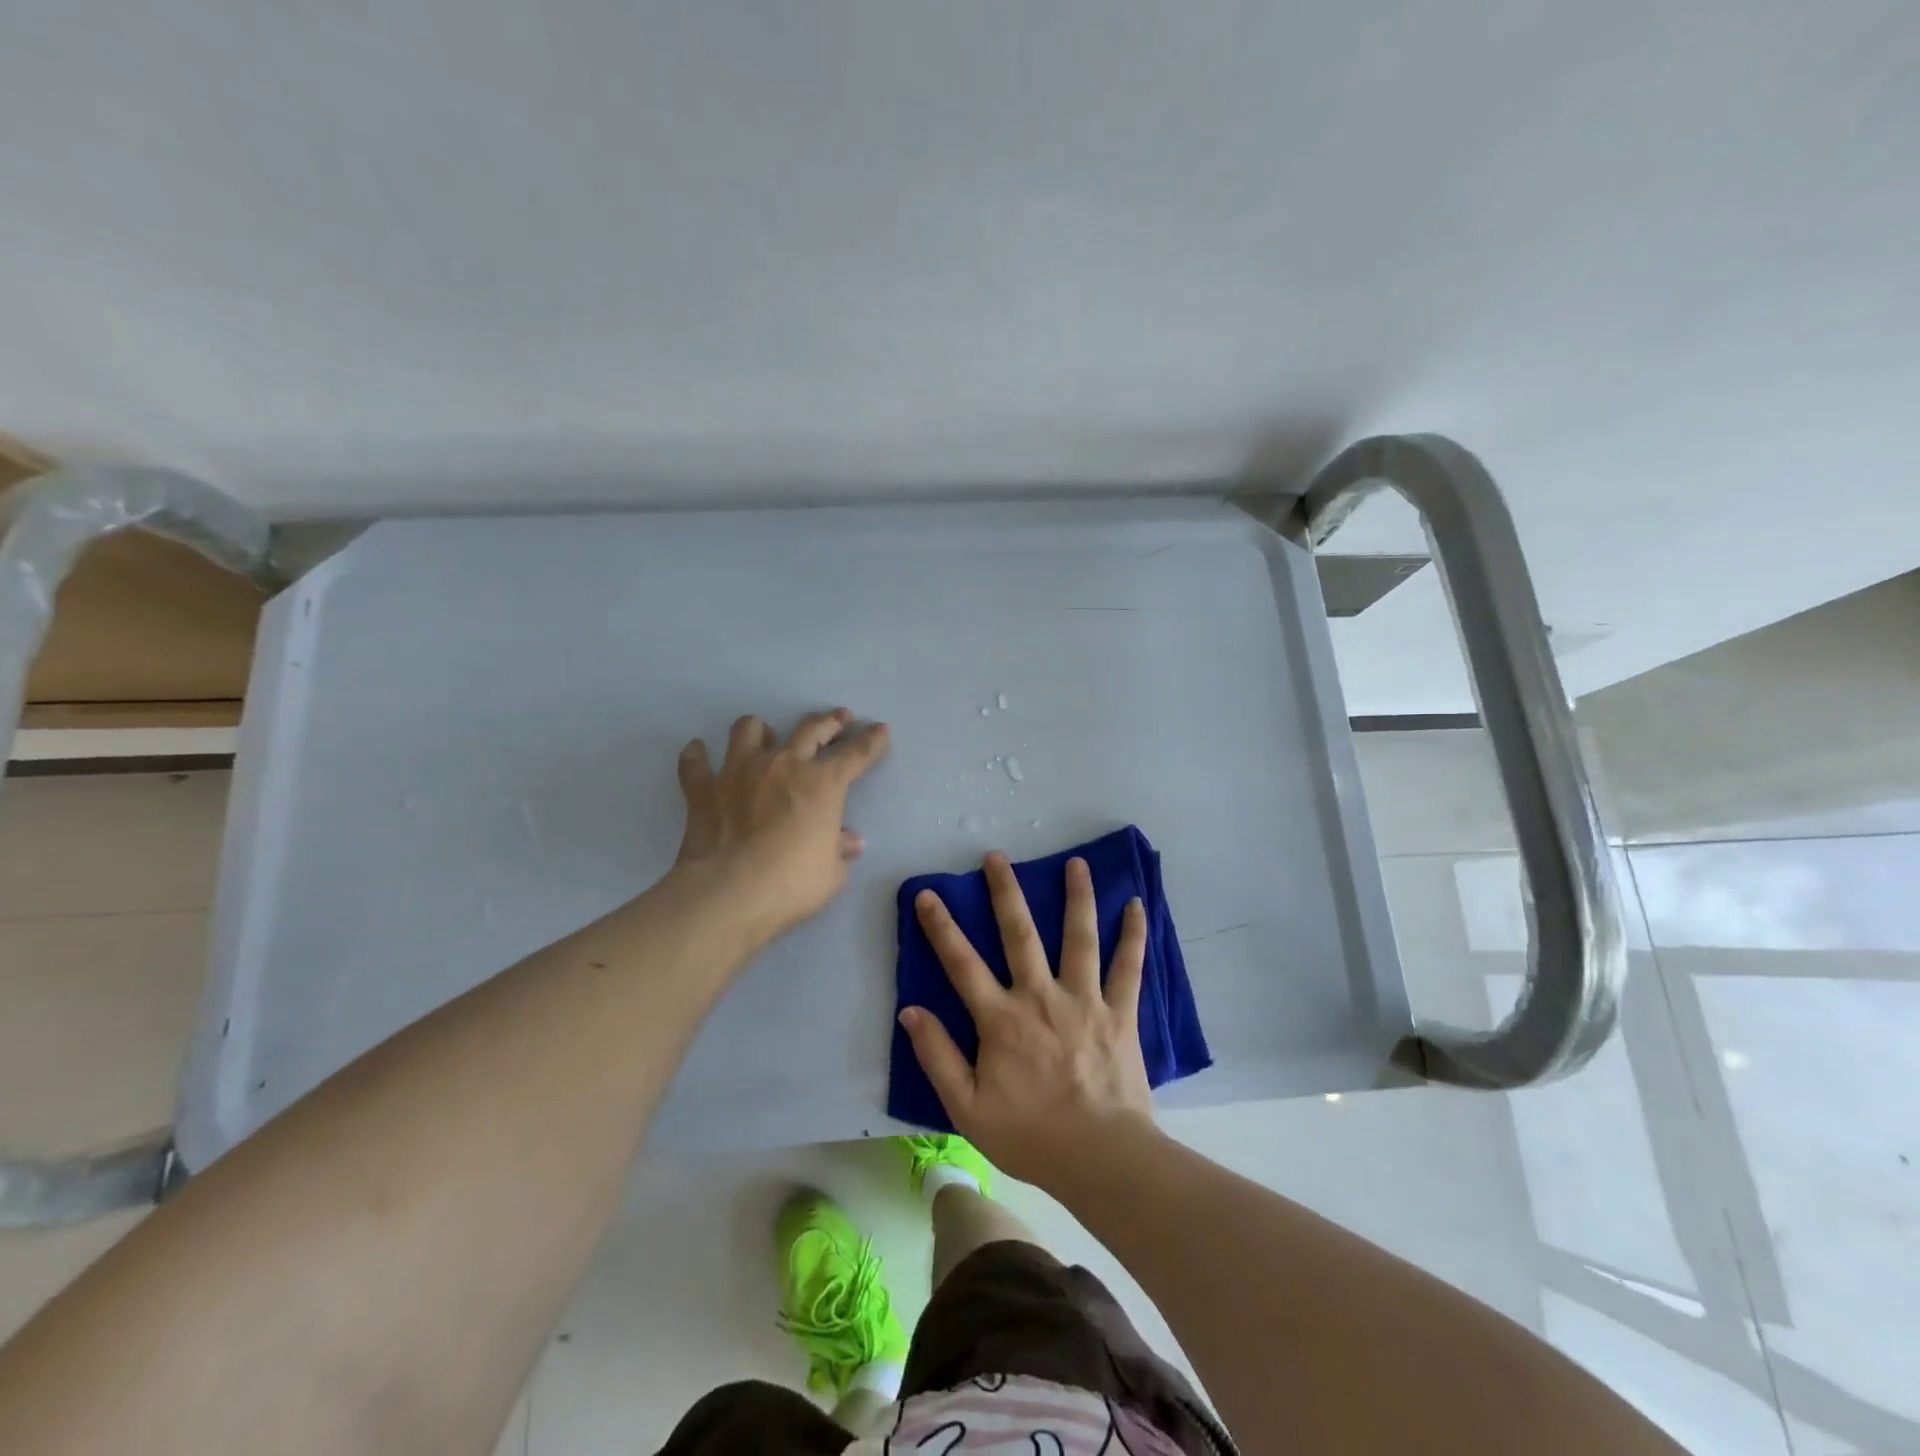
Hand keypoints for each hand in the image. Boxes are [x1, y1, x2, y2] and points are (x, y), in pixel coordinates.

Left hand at [673, 709, 889, 946]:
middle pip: (810, 730)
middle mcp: (783, 765)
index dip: (871, 741)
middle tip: (839, 718)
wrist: (728, 894)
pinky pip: (696, 764)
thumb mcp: (831, 873)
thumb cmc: (791, 884)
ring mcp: (740, 772)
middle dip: (829, 722)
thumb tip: (848, 841)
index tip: (880, 730)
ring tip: (764, 737)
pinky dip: (698, 757)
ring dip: (760, 731)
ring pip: (749, 729)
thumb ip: (839, 850)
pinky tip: (699, 754)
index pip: (856, 754)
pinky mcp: (704, 789)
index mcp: (823, 784)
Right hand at [899, 852, 1156, 1186]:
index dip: (941, 927)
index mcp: (1002, 1019)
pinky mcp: (1120, 1011)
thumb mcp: (967, 1108)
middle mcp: (1040, 996)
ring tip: (1077, 863)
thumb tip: (910, 1011)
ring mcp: (1084, 999)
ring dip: (1077, 896)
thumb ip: (937, 1057)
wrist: (1101, 1158)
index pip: (962, 963)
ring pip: (1079, 937)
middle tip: (996, 857)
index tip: (928, 894)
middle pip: (1020, 933)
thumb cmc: (1031, 1136)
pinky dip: (1133, 934)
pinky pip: (1128, 966)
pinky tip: (1137, 904)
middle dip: (1005, 892)